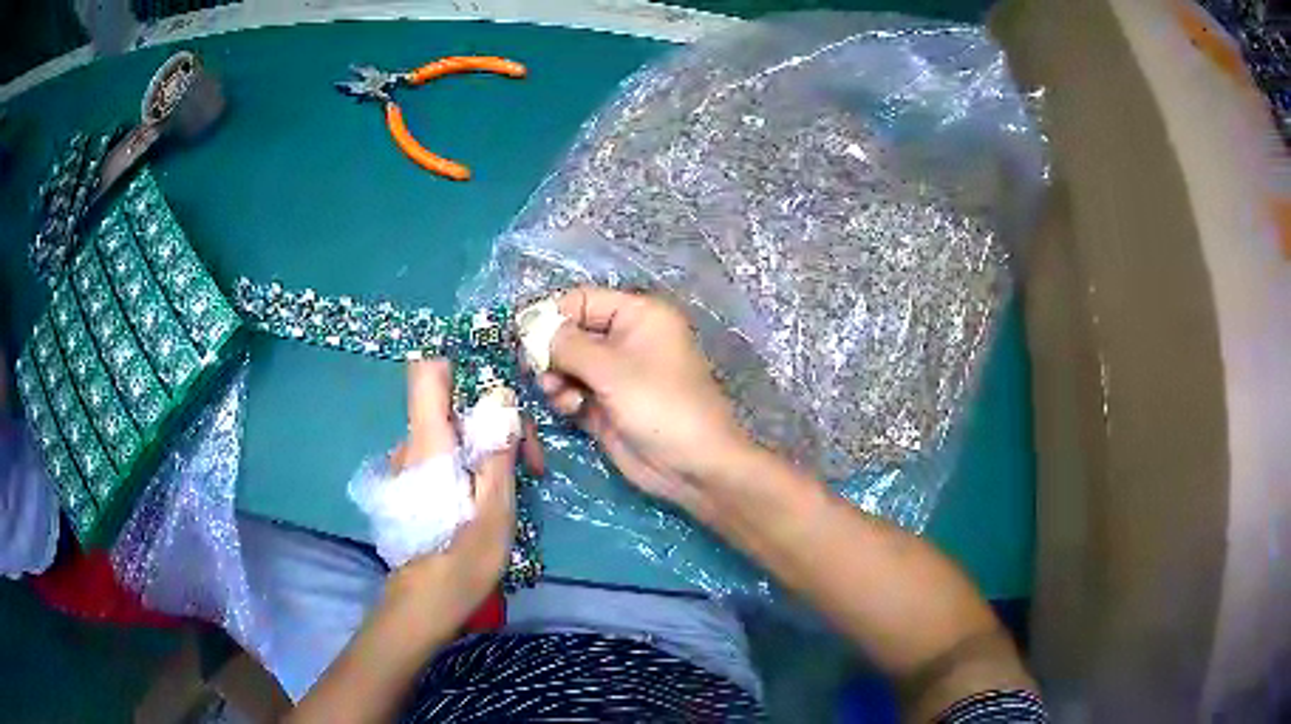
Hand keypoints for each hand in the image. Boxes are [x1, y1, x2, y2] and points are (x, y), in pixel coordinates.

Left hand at [383, 361, 516, 625]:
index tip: (498, 388)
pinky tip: (495, 495)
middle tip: (531, 460)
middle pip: (452, 403)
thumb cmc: (462, 559)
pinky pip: (445, 453)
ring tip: (523, 482)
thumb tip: (501, 395)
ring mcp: (410, 464)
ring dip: (488, 445)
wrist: (424, 605)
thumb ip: (497, 447)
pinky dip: (473, 462)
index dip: (460, 364)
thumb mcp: (495, 506)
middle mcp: (412, 443)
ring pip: (453, 431)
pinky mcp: (415, 483)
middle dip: (493, 418)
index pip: (426, 371)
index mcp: (428, 441)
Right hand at [539, 287, 754, 514]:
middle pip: (570, 333)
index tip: (523, 337)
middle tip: (537, 371)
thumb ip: (565, 345)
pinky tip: (572, 410)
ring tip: (560, 395)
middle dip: (550, 352)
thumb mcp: (611, 368)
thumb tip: (531, 330)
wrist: (692, 466)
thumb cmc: (659, 404)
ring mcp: (615, 375)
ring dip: (555, 378)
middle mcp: (625, 339)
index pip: (582, 300)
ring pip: (566, 365)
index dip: (551, 315)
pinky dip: (566, 399)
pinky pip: (573, 392)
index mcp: (637, 315)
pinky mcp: (606, 405)